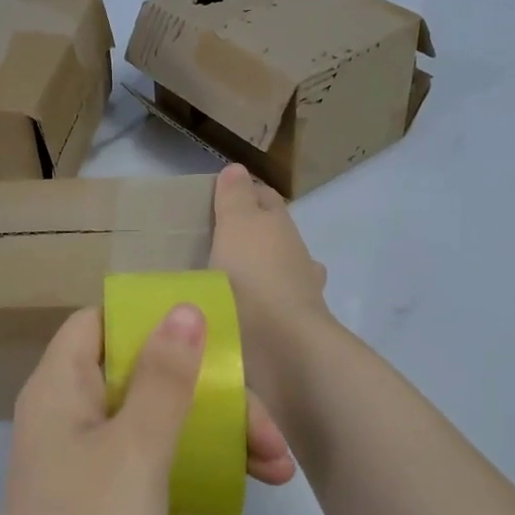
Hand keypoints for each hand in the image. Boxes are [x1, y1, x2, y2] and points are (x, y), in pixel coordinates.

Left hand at [0, 305, 294, 514]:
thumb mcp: (136, 448)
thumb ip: (163, 377)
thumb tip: (183, 309)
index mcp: (58, 389)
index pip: (98, 323)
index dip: (148, 319)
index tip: (209, 334)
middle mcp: (66, 417)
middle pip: (140, 375)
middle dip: (208, 391)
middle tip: (268, 431)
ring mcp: (84, 464)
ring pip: (155, 421)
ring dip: (214, 431)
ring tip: (275, 466)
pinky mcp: (102, 504)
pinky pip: (152, 462)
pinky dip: (195, 464)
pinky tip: (244, 483)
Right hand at [210, 163, 333, 378]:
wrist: (281, 345)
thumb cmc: (253, 277)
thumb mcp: (236, 226)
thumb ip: (235, 197)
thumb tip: (238, 169)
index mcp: (280, 227)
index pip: (266, 199)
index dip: (246, 193)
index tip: (220, 198)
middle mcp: (295, 257)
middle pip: (273, 236)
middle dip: (253, 235)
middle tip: (216, 240)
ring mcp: (298, 295)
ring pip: (277, 273)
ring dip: (257, 273)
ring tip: (223, 281)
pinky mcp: (289, 329)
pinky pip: (269, 309)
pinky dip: (256, 306)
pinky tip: (236, 313)